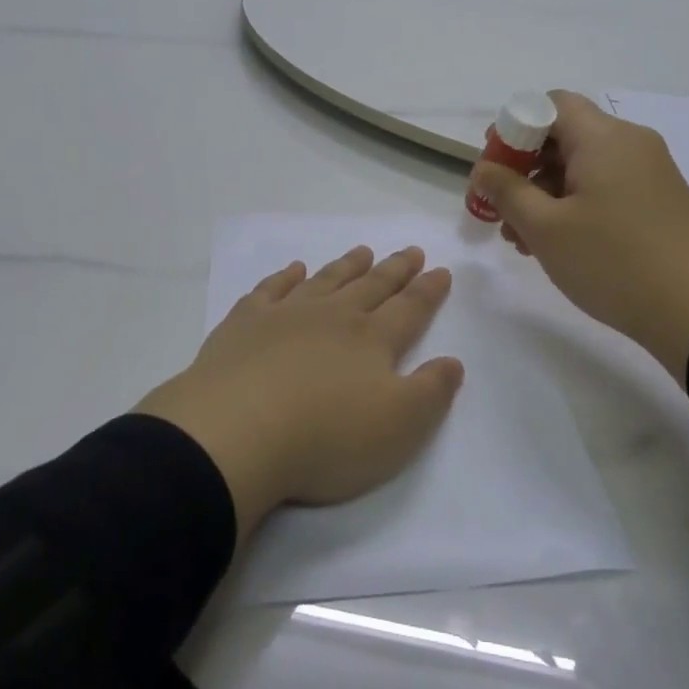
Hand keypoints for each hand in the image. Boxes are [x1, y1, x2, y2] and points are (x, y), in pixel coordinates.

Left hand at [135, 247, 462, 539]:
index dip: (428, 291)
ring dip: (347, 266)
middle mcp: (333, 316)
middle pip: (371, 286)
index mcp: (371, 340)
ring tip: (363, 251)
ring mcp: (286, 314)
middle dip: (395, 269)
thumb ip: (432, 392)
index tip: (441, 270)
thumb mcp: (398, 427)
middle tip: (411, 251)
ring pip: (326, 280)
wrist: (236, 433)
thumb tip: (452, 361)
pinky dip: (286, 276)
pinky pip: (271, 289)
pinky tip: (294, 270)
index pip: (409, 309)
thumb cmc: (326, 438)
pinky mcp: (245, 324)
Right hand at [468, 91, 688, 384]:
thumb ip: (507, 191)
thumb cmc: (614, 262)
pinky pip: (608, 186)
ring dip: (548, 192)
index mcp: (603, 137)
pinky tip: (561, 244)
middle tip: (502, 209)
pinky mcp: (661, 200)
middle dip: (526, 168)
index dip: (514, 127)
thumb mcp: (546, 229)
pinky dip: (578, 204)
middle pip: (565, 135)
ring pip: (585, 165)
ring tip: (524, 239)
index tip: (495, 167)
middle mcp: (631, 142)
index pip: (550, 104)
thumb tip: (483, 168)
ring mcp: (651, 171)